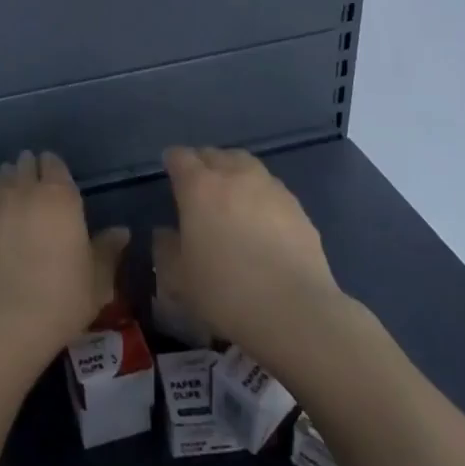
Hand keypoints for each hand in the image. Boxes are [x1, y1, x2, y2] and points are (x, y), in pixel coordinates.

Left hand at [0, 151, 128, 370]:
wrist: (2, 321)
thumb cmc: (60, 299)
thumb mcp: (97, 281)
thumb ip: (108, 251)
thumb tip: (121, 232)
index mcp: (60, 197)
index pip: (54, 164)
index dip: (54, 169)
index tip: (56, 182)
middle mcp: (25, 190)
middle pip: (25, 164)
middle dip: (30, 170)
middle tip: (34, 187)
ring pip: (1, 175)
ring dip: (8, 180)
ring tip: (12, 195)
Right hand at [160, 146, 349, 372]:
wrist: (295, 310)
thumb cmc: (225, 291)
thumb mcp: (179, 278)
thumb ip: (167, 249)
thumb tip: (167, 233)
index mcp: (199, 187)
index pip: (180, 157)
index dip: (172, 162)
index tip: (170, 172)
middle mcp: (234, 176)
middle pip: (215, 154)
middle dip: (203, 163)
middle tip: (199, 184)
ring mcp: (270, 188)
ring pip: (246, 164)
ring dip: (234, 172)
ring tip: (231, 195)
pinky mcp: (297, 207)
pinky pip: (270, 188)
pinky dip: (260, 194)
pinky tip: (261, 219)